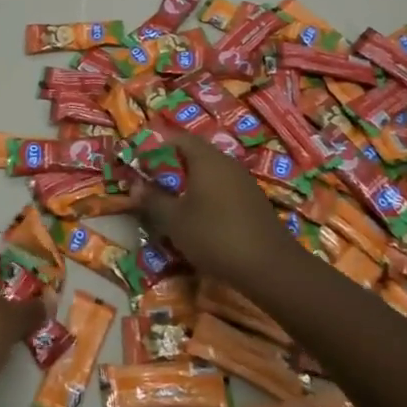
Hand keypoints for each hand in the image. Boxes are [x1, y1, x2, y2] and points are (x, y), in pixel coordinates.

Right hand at [137, 134, 296, 290]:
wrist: (271, 268)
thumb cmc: (215, 236)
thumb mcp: (175, 220)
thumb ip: (153, 199)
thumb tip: (135, 185)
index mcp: (206, 158)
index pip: (177, 138)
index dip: (155, 147)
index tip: (139, 164)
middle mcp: (226, 162)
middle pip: (194, 154)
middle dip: (170, 168)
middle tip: (152, 186)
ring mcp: (243, 182)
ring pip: (209, 173)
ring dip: (188, 184)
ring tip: (171, 205)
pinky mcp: (253, 201)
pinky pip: (223, 189)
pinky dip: (206, 197)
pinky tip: (199, 220)